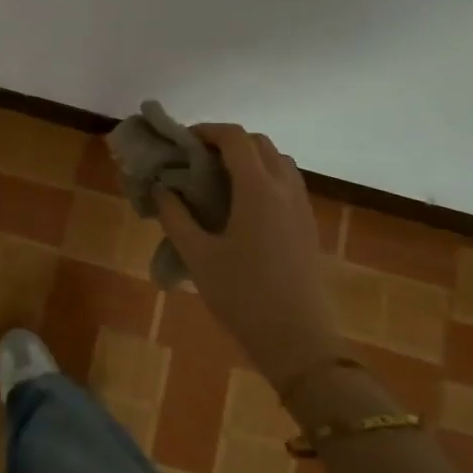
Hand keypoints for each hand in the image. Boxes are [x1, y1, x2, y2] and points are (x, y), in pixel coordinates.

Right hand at [155, 123, 346, 394]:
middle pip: (260, 143)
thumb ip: (175, 216)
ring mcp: (302, 208)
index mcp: (258, 189)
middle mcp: (285, 189)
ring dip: (250, 158)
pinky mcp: (309, 227)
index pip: (235, 138)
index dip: (207, 130)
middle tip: (198, 160)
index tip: (182, 141)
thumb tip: (163, 188)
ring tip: (220, 181)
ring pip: (279, 162)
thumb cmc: (242, 296)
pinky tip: (243, 208)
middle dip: (228, 142)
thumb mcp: (197, 257)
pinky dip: (265, 178)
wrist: (298, 341)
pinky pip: (288, 184)